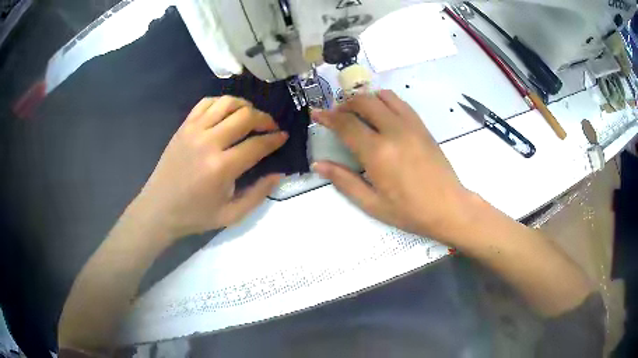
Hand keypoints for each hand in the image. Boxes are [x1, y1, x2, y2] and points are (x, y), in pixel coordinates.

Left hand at [135, 96, 287, 239]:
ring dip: (245, 106)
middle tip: (271, 127)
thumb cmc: (195, 215)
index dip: (275, 139)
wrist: (159, 209)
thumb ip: (258, 194)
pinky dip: (222, 103)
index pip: (257, 144)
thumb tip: (278, 173)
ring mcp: (194, 130)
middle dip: (265, 119)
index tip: (283, 136)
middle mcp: (209, 142)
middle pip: (246, 116)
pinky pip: (206, 103)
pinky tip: (227, 113)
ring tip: (251, 117)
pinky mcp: (184, 126)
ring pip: (227, 103)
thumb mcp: (231, 215)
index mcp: (222, 167)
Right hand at [311, 90, 474, 242]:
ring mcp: (411, 125)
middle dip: (345, 104)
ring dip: (365, 99)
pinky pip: (400, 103)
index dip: (327, 116)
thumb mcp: (372, 203)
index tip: (316, 113)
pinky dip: (385, 100)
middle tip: (337, 114)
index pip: (346, 124)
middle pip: (363, 102)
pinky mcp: (422, 126)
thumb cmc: (409, 211)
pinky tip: (381, 113)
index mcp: (377, 152)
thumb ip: (344, 181)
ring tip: (358, 111)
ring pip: (382, 97)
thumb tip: (319, 165)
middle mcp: (393, 131)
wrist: (448, 207)